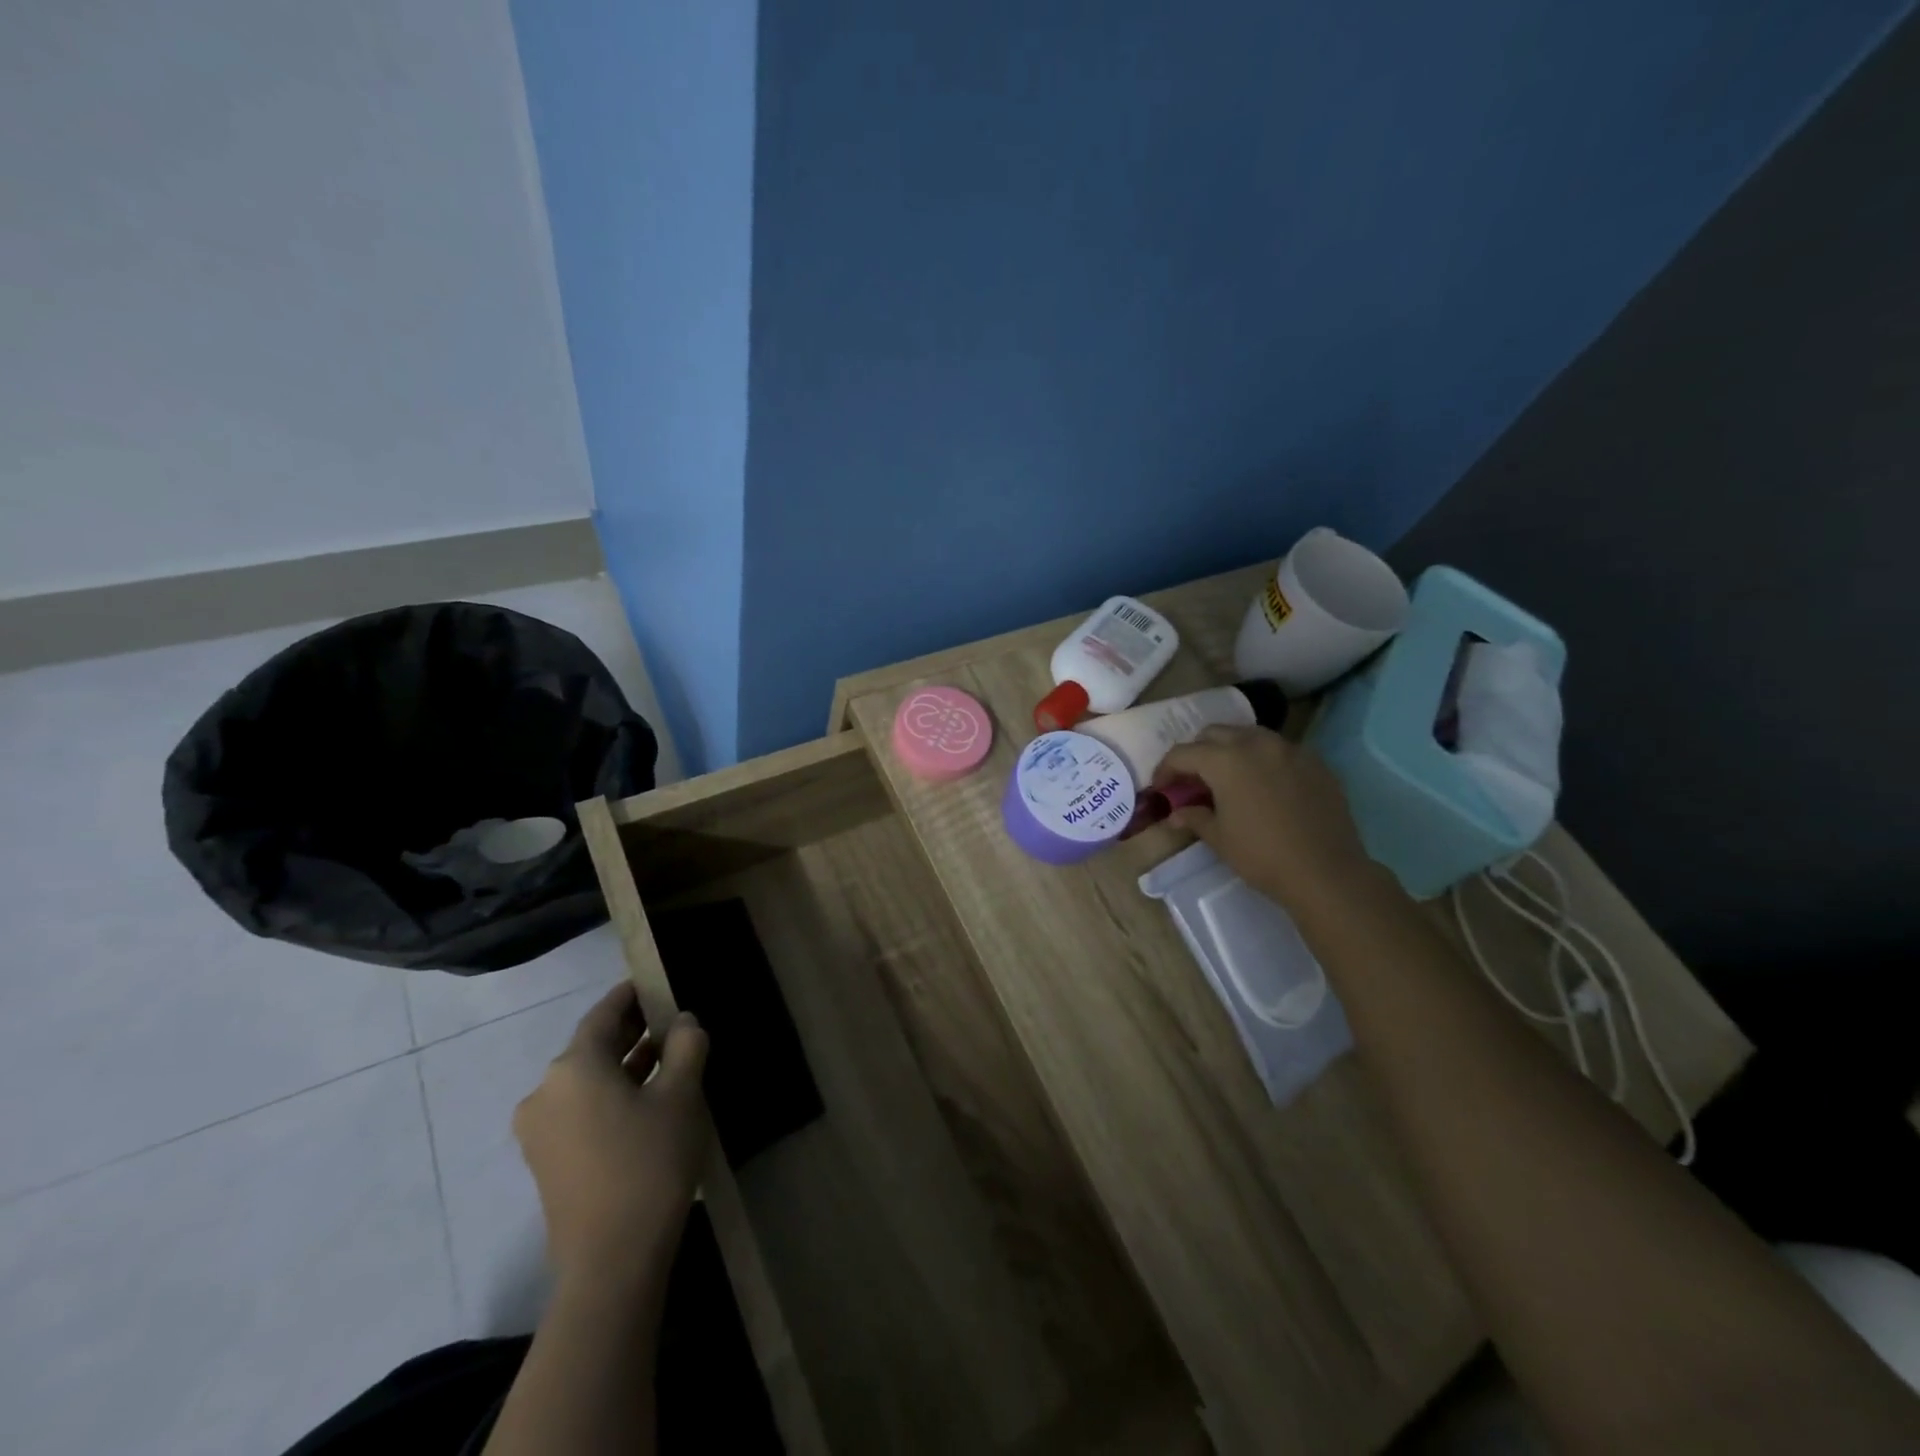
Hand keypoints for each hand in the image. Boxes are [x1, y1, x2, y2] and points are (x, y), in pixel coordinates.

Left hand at [512, 982, 711, 1291]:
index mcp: (573, 1066)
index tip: (657, 983)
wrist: (611, 1262)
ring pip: (587, 1079)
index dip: (632, 995)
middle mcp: (546, 1090)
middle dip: (632, 1031)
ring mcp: (540, 1129)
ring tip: (668, 1058)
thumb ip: (686, 1046)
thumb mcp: (682, 1095)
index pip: (604, 1014)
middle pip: (592, 1046)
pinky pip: (580, 1108)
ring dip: (624, 1065)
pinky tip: (646, 1100)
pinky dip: (610, 1095)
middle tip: (672, 1021)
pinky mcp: (546, 1160)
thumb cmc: (649, 1163)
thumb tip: (684, 1022)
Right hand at [1154, 724, 1372, 907]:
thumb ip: (1194, 817)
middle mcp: (1256, 744)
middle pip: (1215, 733)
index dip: (1166, 770)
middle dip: (1197, 752)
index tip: (1161, 788)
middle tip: (1192, 779)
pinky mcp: (1315, 762)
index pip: (1183, 753)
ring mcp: (1289, 749)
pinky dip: (1262, 760)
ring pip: (1249, 735)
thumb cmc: (1262, 856)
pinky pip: (1279, 750)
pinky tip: (1264, 786)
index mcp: (1225, 760)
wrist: (1326, 872)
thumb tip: (1177, 813)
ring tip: (1228, 778)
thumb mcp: (1219, 838)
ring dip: (1230, 750)